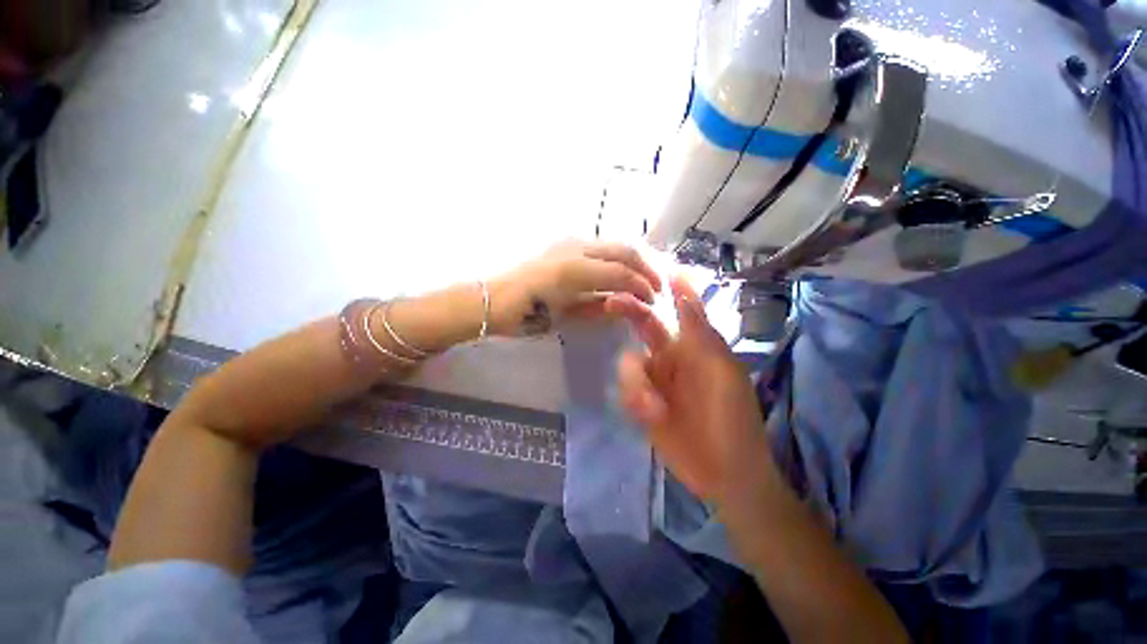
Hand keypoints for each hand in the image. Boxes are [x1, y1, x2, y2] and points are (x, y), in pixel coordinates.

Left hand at [490, 240, 661, 335]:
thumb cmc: (526, 314)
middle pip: (624, 249)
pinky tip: (622, 269)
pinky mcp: (564, 243)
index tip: (654, 300)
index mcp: (574, 270)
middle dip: (647, 267)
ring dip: (635, 258)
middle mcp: (576, 247)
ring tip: (645, 277)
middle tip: (658, 286)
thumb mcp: (565, 318)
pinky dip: (618, 256)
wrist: (494, 298)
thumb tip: (626, 303)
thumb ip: (598, 308)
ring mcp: (569, 241)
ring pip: (614, 243)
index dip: (642, 286)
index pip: (621, 273)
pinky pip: (601, 245)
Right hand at [607, 276, 778, 506]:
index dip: (659, 288)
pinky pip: (626, 390)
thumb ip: (698, 329)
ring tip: (651, 407)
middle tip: (611, 303)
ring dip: (635, 383)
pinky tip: (649, 415)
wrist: (724, 473)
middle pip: (642, 326)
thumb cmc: (731, 417)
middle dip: (628, 312)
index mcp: (692, 345)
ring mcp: (653, 380)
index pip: (673, 308)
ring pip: (628, 363)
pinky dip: (633, 400)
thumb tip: (683, 284)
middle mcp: (669, 356)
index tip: (641, 269)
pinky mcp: (640, 403)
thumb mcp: (720, 369)